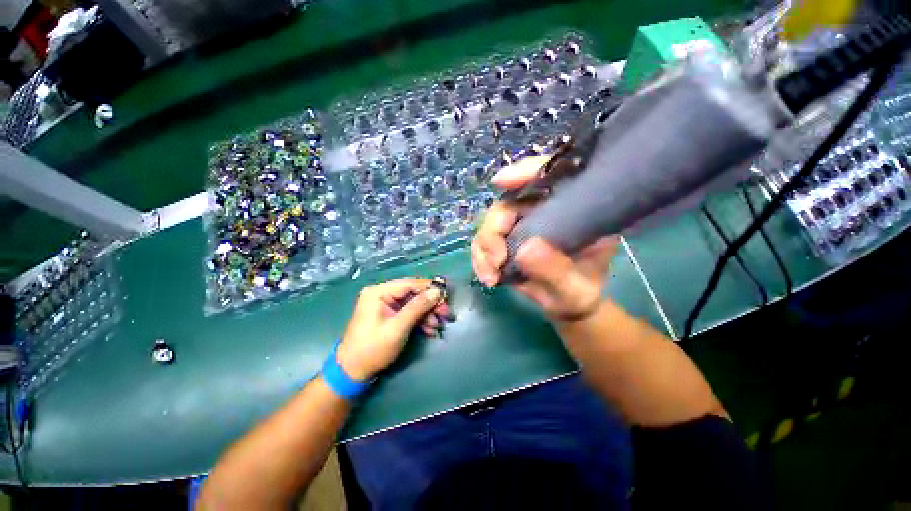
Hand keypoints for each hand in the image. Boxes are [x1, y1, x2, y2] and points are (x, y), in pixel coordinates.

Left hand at [336, 279, 450, 380]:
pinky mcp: (388, 315)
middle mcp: (381, 294)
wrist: (352, 372)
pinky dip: (419, 320)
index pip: (409, 284)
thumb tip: (437, 292)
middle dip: (429, 304)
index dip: (429, 288)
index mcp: (378, 292)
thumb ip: (417, 308)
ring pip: (412, 304)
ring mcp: (384, 305)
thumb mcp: (397, 328)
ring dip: (426, 314)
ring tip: (437, 326)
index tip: (446, 296)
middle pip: (412, 293)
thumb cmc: (373, 349)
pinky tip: (429, 330)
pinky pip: (408, 312)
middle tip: (445, 314)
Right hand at [471, 155, 618, 322]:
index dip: (527, 171)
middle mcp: (544, 211)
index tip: (502, 182)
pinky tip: (487, 276)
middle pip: (509, 202)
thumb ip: (557, 271)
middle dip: (494, 230)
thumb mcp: (576, 289)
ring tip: (490, 276)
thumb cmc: (580, 293)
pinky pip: (484, 241)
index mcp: (573, 211)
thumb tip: (524, 249)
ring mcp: (522, 224)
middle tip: (496, 261)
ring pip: (492, 222)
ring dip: (484, 248)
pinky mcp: (506, 239)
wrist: (566, 305)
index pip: (553, 176)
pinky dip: (480, 257)